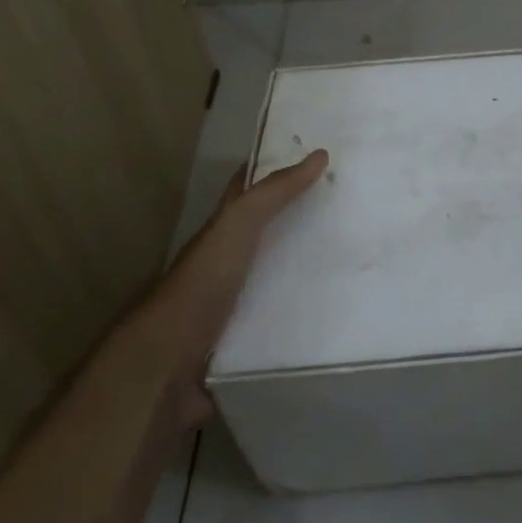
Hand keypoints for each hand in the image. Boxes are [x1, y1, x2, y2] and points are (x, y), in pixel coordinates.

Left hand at [149, 150, 327, 424]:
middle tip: (351, 212)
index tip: (318, 158)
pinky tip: (336, 316)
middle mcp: (227, 266)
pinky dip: (305, 320)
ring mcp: (235, 307)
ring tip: (355, 265)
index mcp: (222, 234)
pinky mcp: (245, 344)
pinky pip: (282, 325)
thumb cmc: (201, 286)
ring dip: (308, 275)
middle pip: (267, 235)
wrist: (166, 368)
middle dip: (303, 223)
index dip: (275, 170)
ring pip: (278, 280)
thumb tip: (319, 155)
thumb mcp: (236, 227)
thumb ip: (273, 194)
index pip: (247, 191)